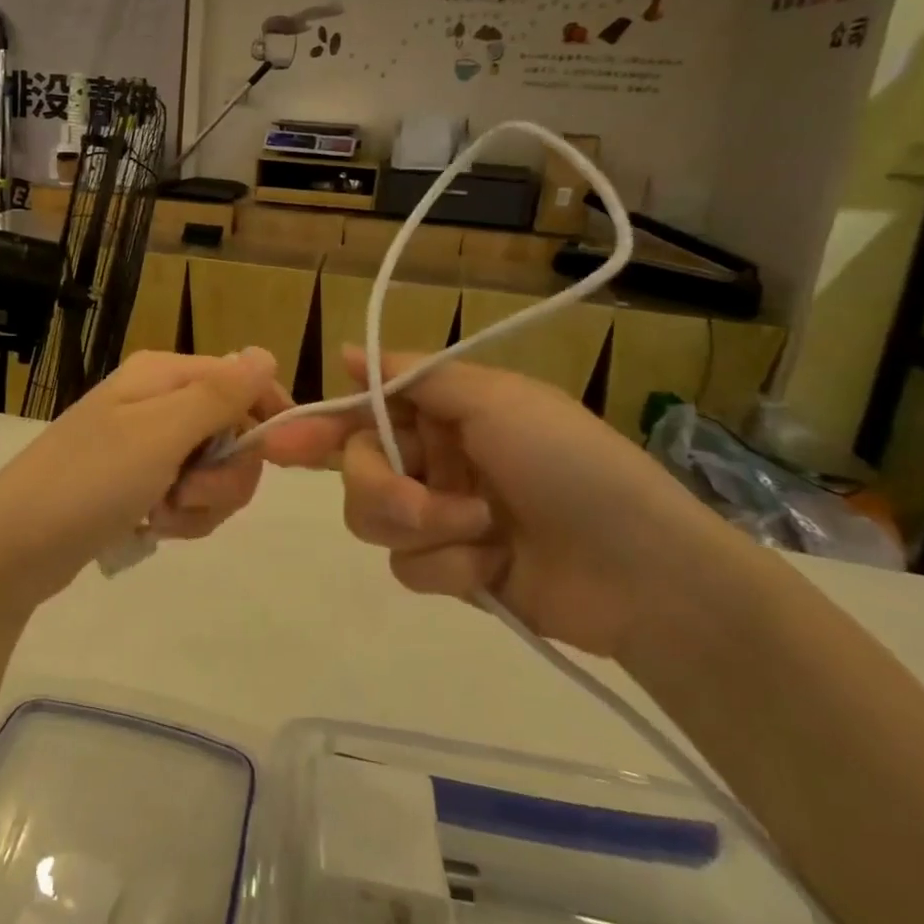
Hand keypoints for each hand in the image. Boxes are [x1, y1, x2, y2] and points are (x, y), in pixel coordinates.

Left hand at [0, 349, 296, 616]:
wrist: (14, 546)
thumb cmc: (88, 480)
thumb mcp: (160, 433)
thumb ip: (218, 394)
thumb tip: (266, 353)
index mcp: (164, 376)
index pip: (243, 381)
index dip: (268, 417)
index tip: (280, 459)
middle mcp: (159, 403)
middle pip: (234, 432)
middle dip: (225, 474)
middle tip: (190, 493)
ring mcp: (148, 446)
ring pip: (215, 472)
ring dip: (202, 502)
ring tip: (162, 515)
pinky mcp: (139, 484)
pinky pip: (188, 498)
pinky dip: (181, 518)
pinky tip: (152, 527)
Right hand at [269, 347, 737, 658]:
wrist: (644, 571)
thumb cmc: (569, 464)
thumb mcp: (496, 399)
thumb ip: (413, 375)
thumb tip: (345, 352)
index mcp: (443, 413)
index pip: (363, 412)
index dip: (320, 425)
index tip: (280, 442)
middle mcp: (434, 458)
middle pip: (357, 470)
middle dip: (383, 489)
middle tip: (422, 503)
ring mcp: (442, 516)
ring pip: (374, 520)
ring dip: (422, 526)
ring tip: (480, 530)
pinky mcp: (452, 570)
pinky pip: (410, 567)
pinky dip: (449, 566)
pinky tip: (493, 565)